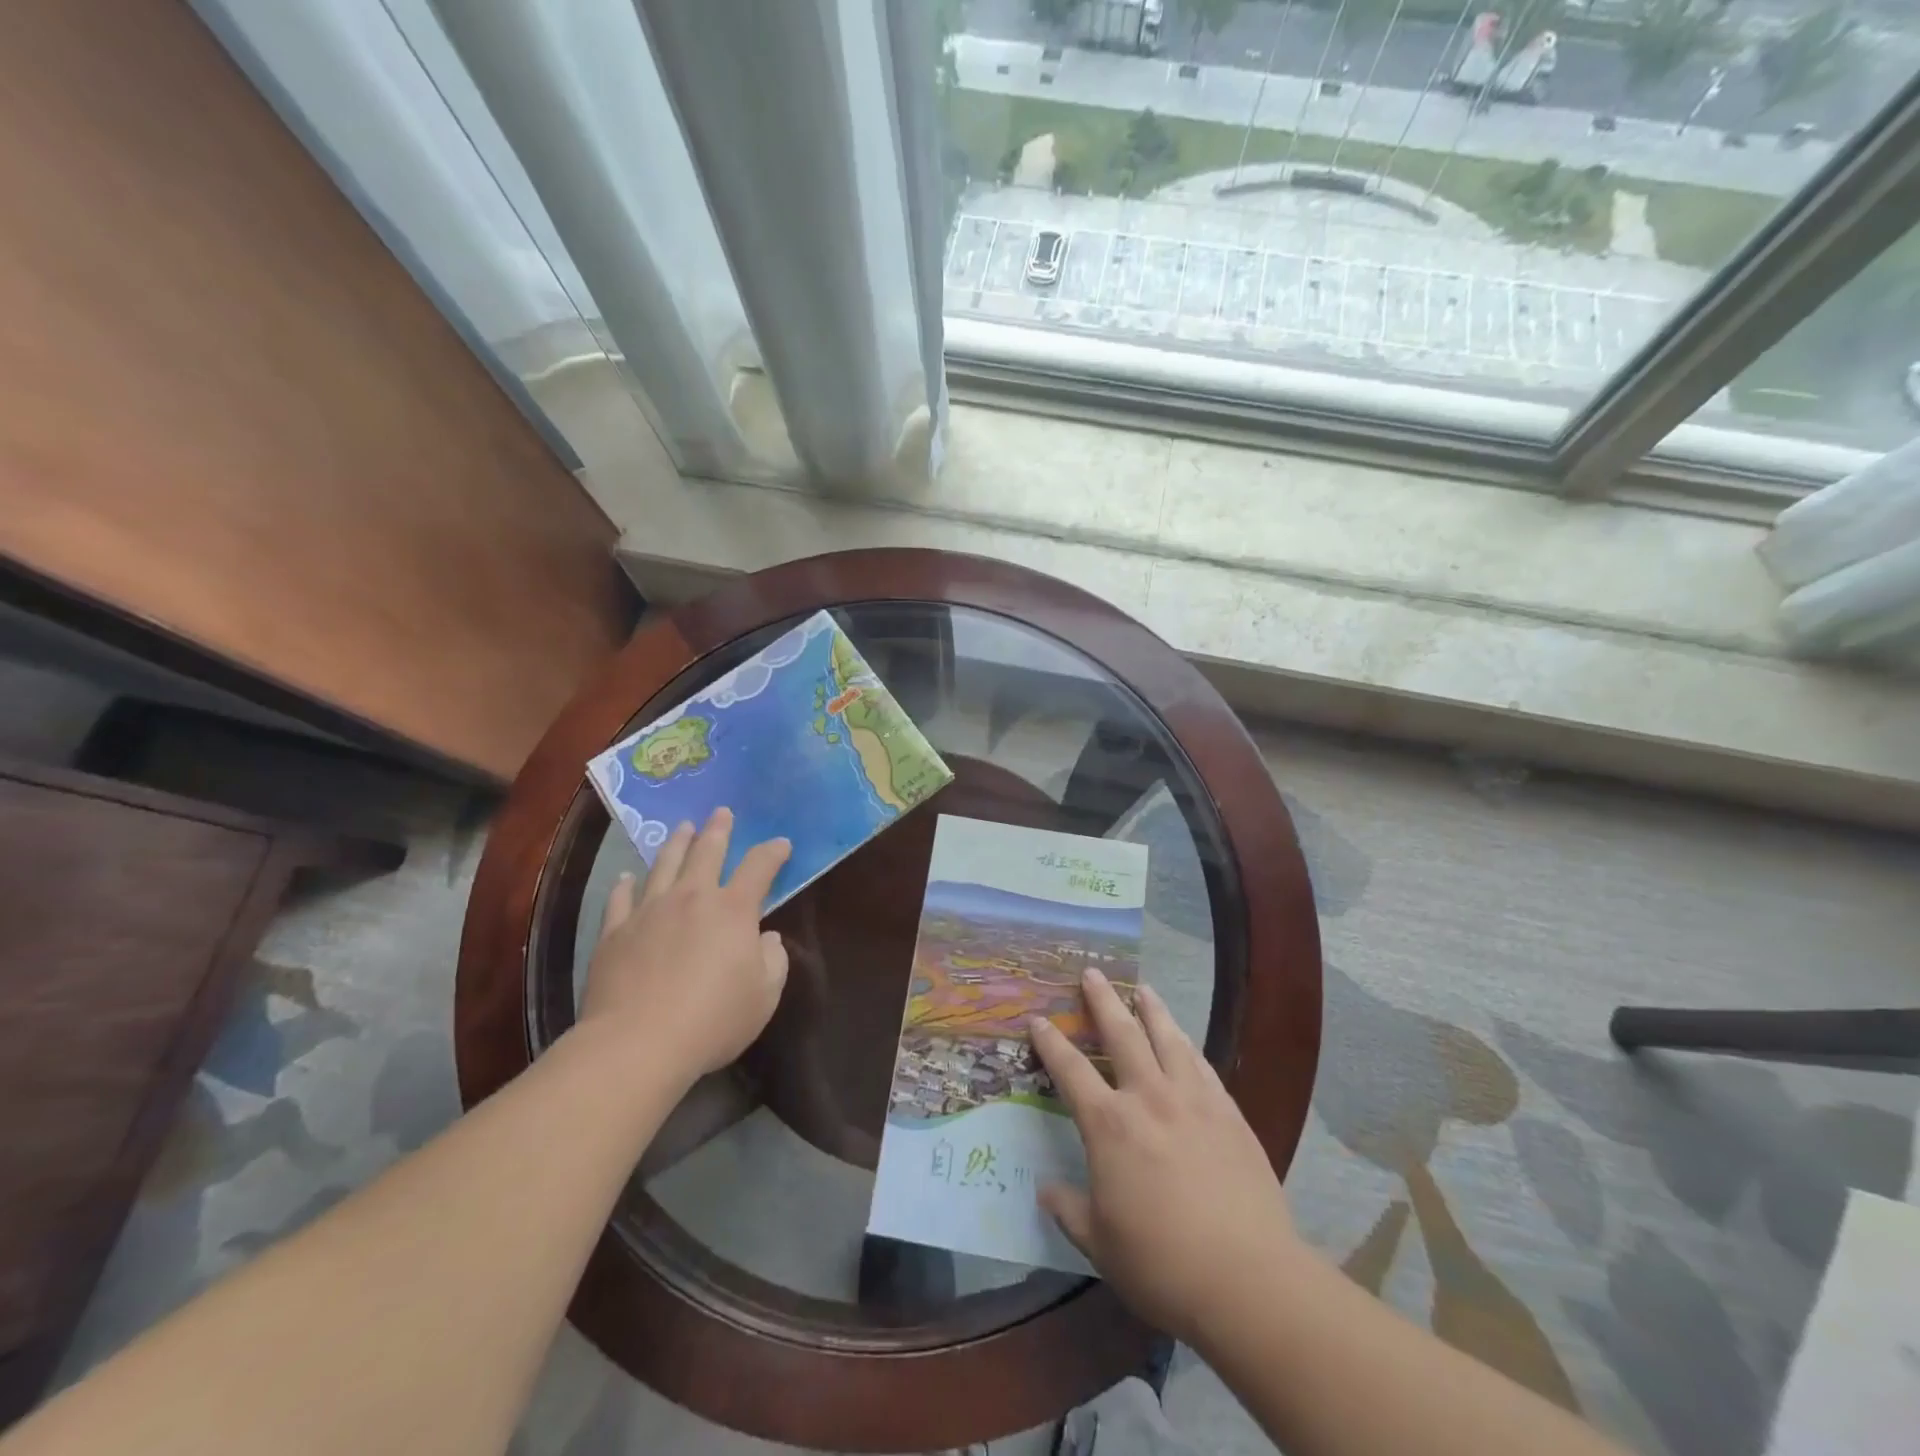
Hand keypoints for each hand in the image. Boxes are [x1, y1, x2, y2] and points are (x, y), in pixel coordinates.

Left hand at [579, 808, 790, 1086]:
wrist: (637, 1043)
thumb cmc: (712, 1020)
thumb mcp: (764, 997)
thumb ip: (774, 961)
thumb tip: (766, 939)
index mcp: (733, 910)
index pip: (759, 867)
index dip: (773, 852)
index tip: (781, 844)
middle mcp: (692, 898)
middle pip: (707, 852)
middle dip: (718, 830)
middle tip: (721, 812)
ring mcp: (649, 911)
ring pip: (664, 865)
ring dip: (676, 843)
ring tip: (682, 828)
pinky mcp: (614, 932)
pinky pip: (620, 898)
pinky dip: (625, 884)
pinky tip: (626, 877)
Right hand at [1030, 969, 1304, 1344]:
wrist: (1248, 1279)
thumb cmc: (1162, 1264)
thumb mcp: (1100, 1244)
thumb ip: (1069, 1209)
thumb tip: (1045, 1190)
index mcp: (1109, 1125)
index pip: (1070, 1071)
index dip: (1050, 1042)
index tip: (1038, 1019)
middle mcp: (1148, 1098)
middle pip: (1121, 1035)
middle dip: (1101, 1001)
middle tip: (1091, 973)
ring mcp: (1192, 1100)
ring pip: (1167, 1038)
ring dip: (1151, 1009)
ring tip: (1142, 988)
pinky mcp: (1228, 1113)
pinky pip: (1202, 1064)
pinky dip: (1187, 1044)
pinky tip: (1184, 1039)